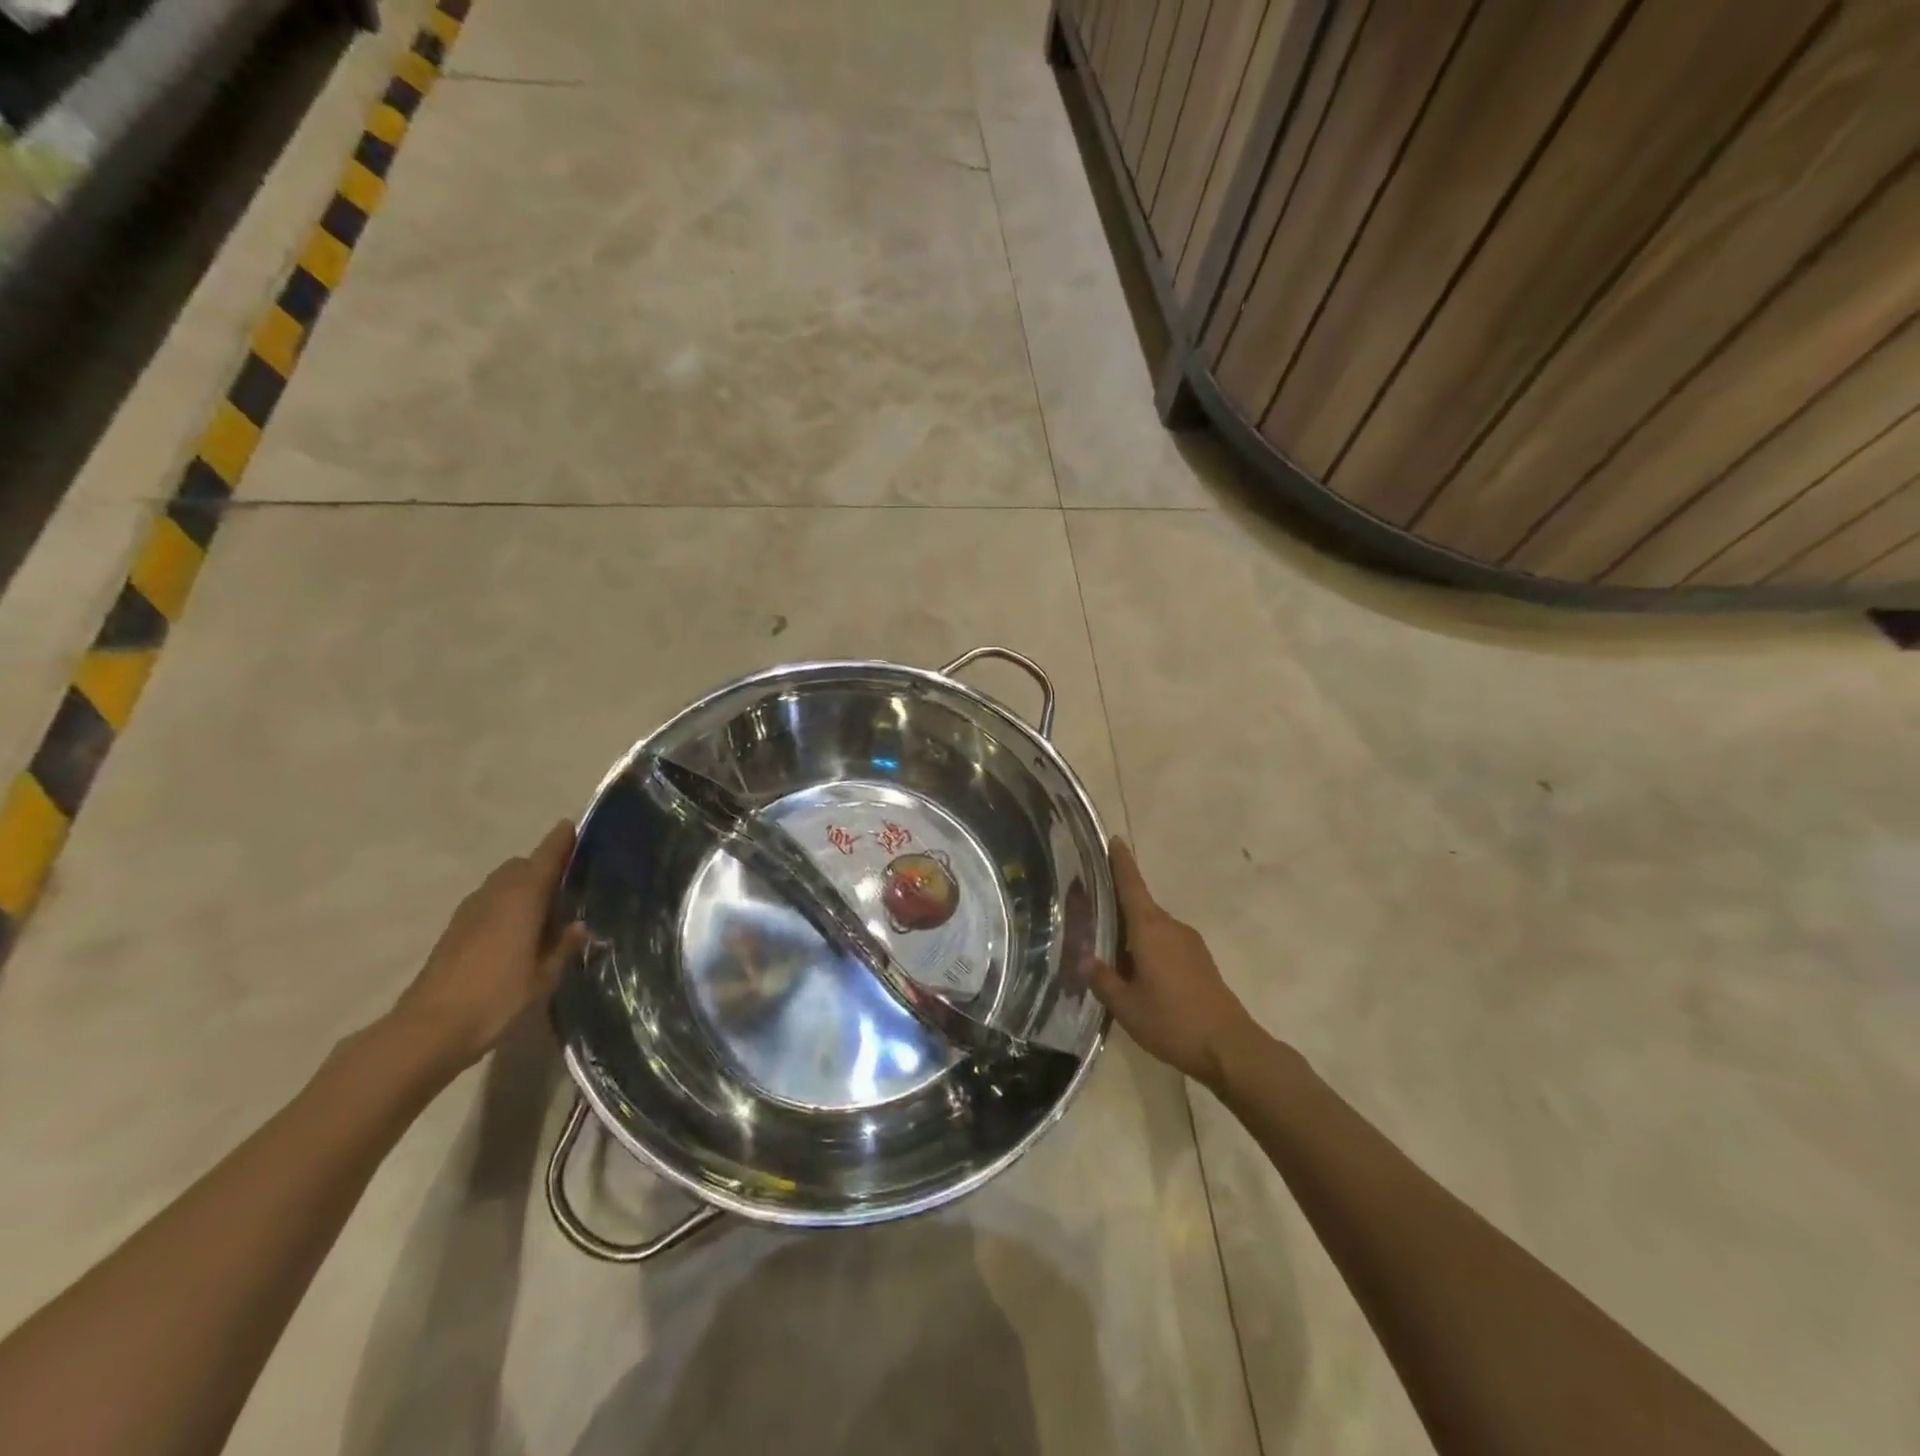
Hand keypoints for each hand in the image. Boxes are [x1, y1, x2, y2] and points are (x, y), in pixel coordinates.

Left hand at [390, 821, 588, 1072]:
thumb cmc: (496, 998)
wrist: (427, 1030)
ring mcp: (469, 912)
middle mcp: (495, 895)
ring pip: (502, 884)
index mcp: (522, 898)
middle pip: (521, 866)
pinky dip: (506, 905)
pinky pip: (489, 903)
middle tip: (567, 886)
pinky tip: (518, 933)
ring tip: (545, 912)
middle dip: (543, 868)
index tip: (572, 826)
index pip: (546, 858)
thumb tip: (578, 926)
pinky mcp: (454, 931)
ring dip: (523, 888)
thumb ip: (563, 946)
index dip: (560, 841)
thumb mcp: (544, 977)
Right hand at [1085, 839, 1259, 1088]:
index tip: (1115, 839)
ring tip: (1111, 951)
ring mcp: (1190, 944)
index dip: (1122, 863)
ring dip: (1134, 934)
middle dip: (1119, 907)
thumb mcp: (1126, 1006)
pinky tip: (1139, 974)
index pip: (1132, 886)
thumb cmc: (1172, 1022)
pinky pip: (1167, 944)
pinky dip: (1149, 949)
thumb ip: (1103, 980)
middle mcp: (1171, 927)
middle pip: (1140, 908)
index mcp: (1150, 930)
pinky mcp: (1201, 962)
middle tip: (1092, 913)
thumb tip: (1085, 960)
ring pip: (1154, 929)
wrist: (1229, 1048)